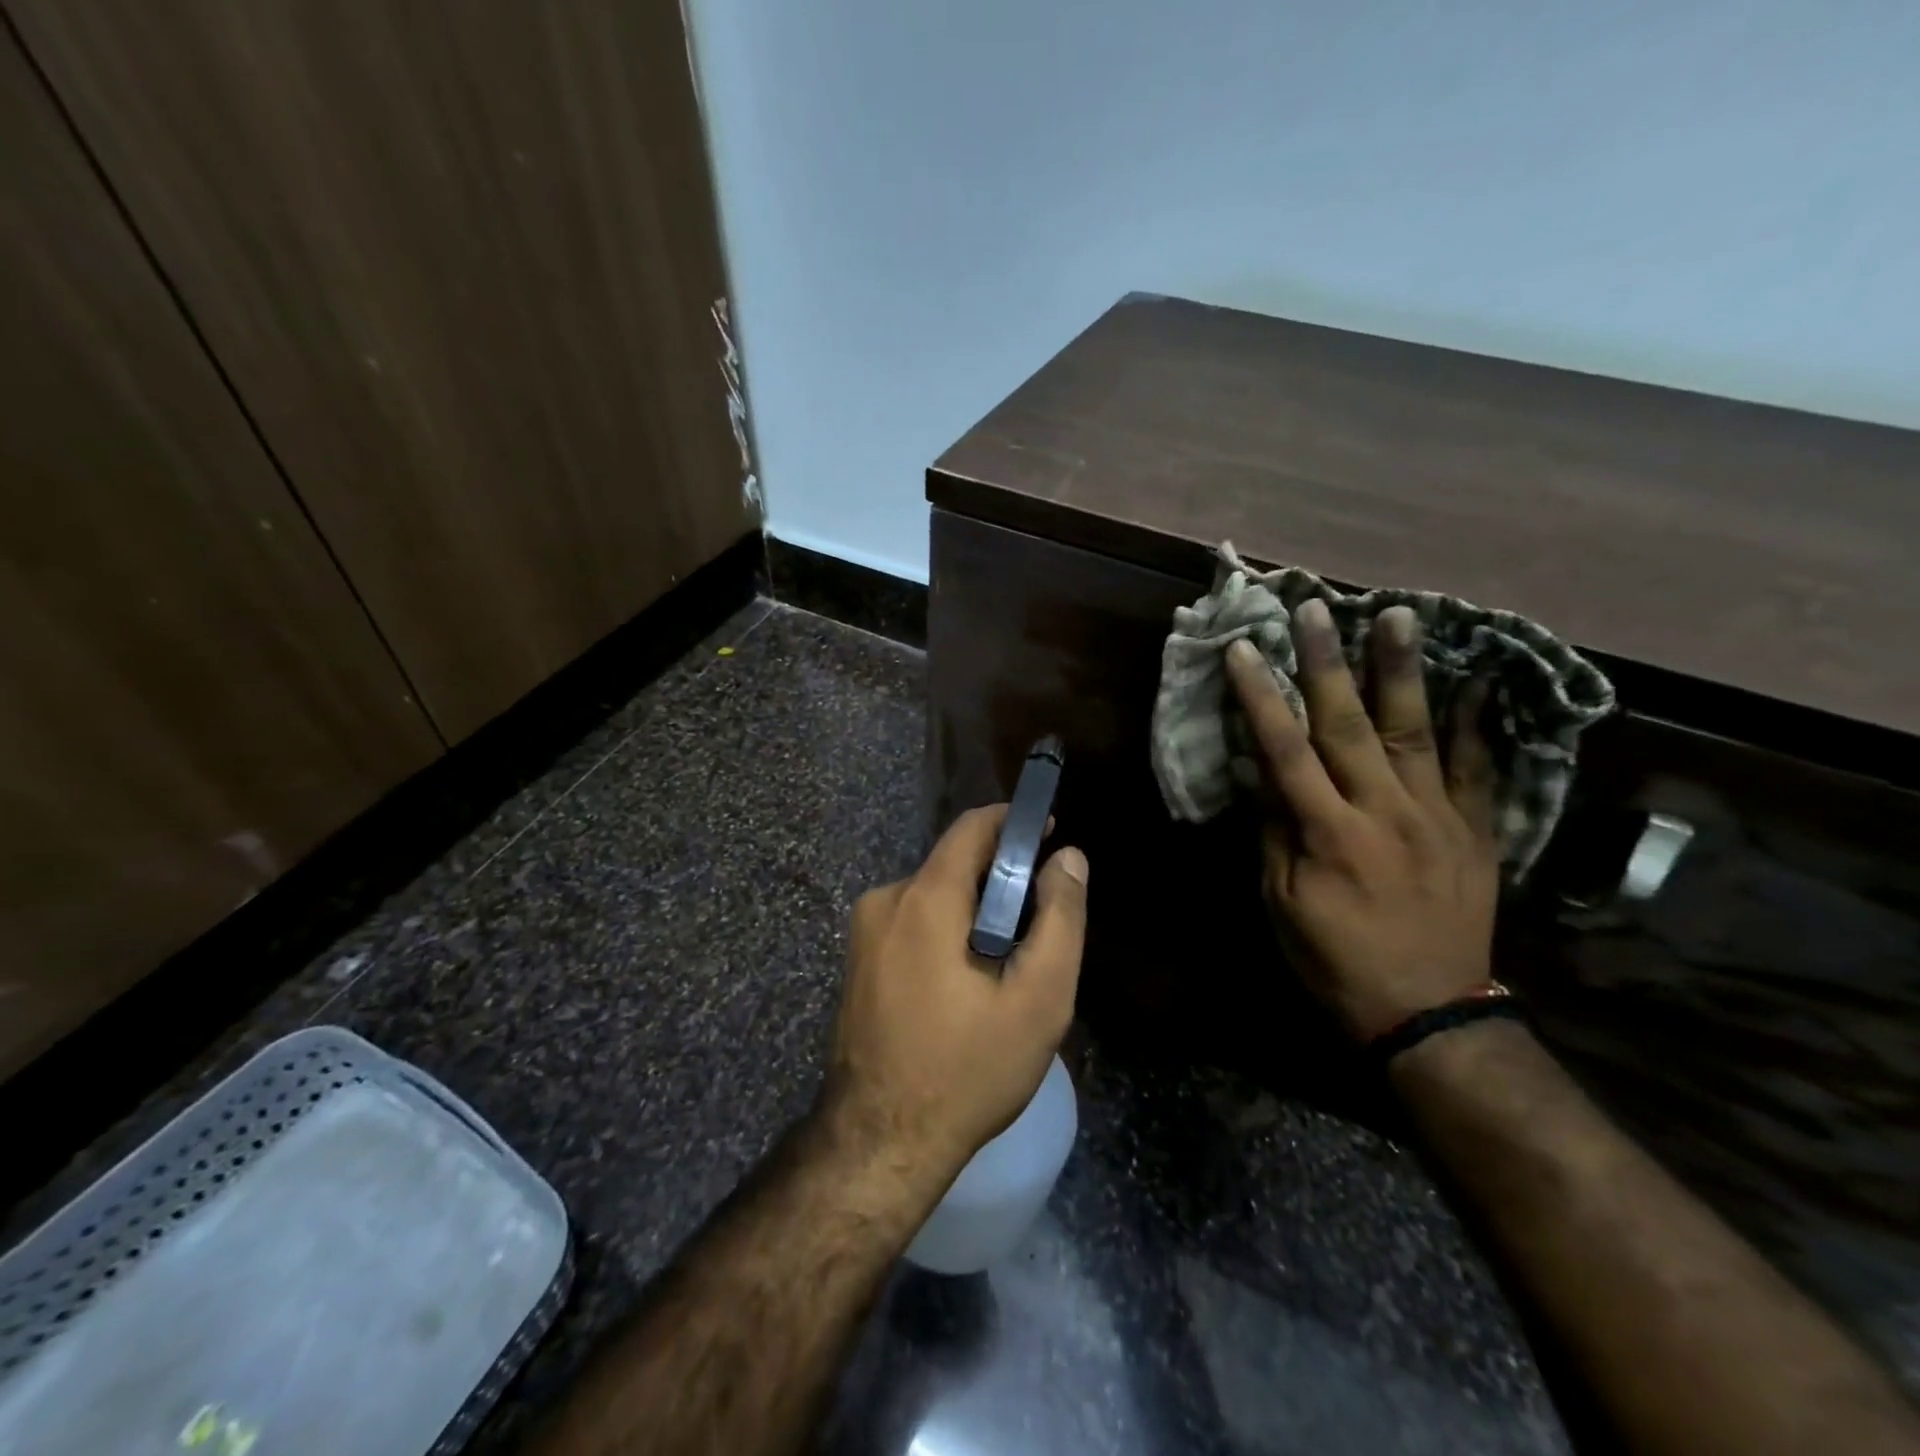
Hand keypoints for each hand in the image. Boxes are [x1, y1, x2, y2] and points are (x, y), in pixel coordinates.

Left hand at [824, 806, 1088, 1186]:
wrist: (879, 1143)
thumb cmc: (968, 1070)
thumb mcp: (1038, 999)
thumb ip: (1060, 918)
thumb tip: (1068, 857)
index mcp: (924, 898)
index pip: (972, 828)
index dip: (1014, 825)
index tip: (1049, 840)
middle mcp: (885, 900)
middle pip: (954, 864)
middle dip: (1000, 881)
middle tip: (1037, 928)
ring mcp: (864, 932)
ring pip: (935, 897)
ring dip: (974, 914)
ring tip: (1005, 968)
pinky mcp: (858, 960)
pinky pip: (913, 923)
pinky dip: (947, 934)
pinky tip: (966, 986)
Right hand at [1225, 602, 1497, 1040]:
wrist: (1429, 1009)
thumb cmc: (1335, 959)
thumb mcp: (1282, 903)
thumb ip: (1273, 831)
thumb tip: (1261, 773)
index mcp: (1327, 832)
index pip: (1285, 749)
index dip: (1261, 696)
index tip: (1244, 649)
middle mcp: (1383, 811)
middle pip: (1348, 724)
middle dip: (1327, 661)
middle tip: (1316, 607)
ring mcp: (1437, 816)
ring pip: (1416, 730)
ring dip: (1402, 669)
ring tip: (1400, 614)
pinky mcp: (1475, 829)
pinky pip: (1479, 768)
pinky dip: (1478, 722)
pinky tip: (1478, 679)